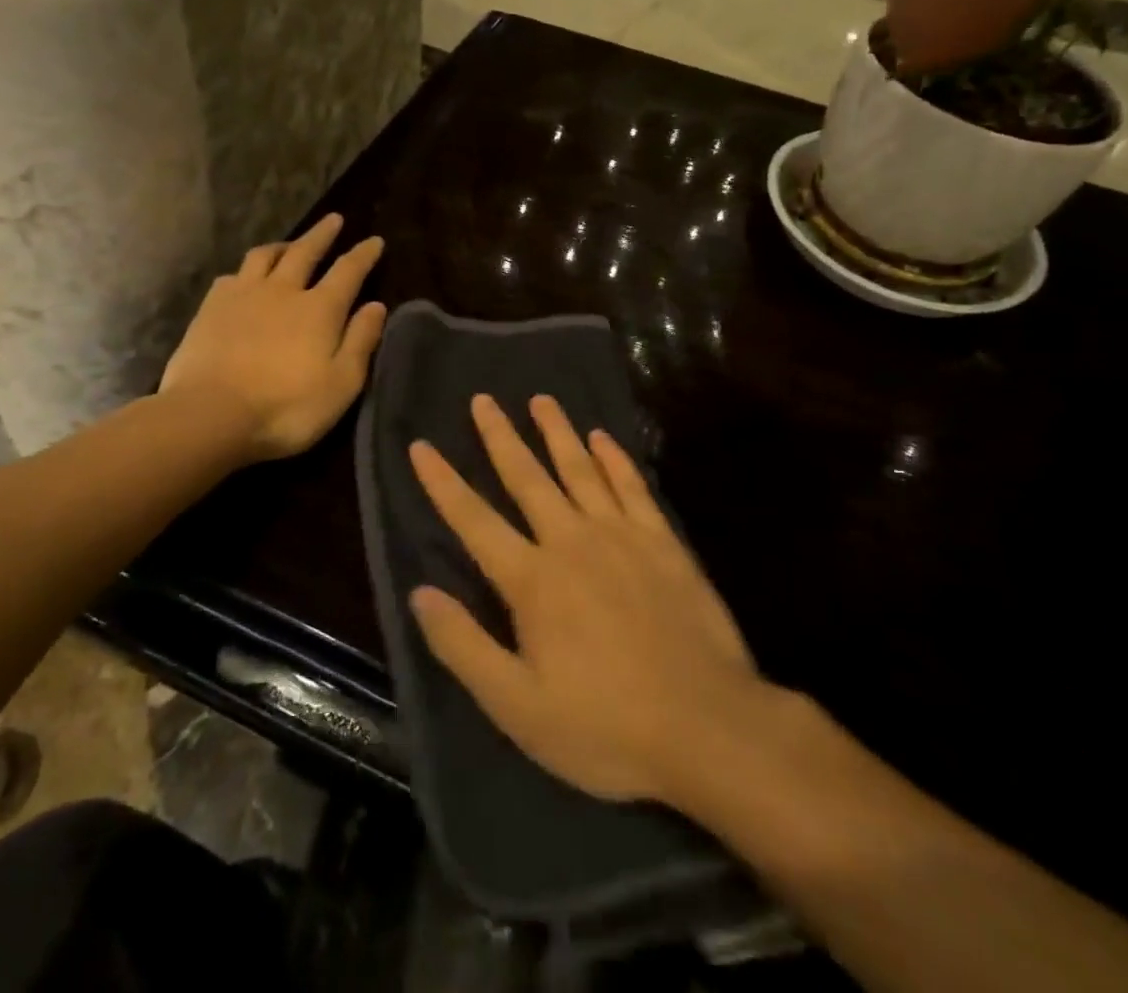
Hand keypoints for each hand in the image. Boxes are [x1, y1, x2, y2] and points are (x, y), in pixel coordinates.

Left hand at [160, 215, 386, 461]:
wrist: (209, 414)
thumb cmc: (286, 407)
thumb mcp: (341, 383)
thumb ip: (360, 341)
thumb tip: (377, 305)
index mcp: (320, 309)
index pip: (348, 271)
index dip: (364, 254)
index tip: (374, 240)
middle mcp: (283, 291)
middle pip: (305, 252)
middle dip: (322, 235)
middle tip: (333, 219)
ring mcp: (243, 295)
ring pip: (264, 256)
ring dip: (282, 245)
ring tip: (289, 244)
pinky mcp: (211, 308)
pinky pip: (231, 276)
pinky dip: (245, 271)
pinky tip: (243, 278)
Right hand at [408, 394, 761, 804]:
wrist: (708, 727)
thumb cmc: (606, 727)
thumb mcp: (518, 708)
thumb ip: (465, 646)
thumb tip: (420, 593)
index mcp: (532, 581)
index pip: (474, 520)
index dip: (443, 482)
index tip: (421, 446)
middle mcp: (571, 541)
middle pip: (527, 477)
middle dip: (500, 436)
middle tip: (483, 399)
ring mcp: (621, 535)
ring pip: (580, 469)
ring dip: (557, 431)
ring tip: (540, 399)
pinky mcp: (663, 541)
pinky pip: (632, 486)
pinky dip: (614, 458)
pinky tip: (602, 437)